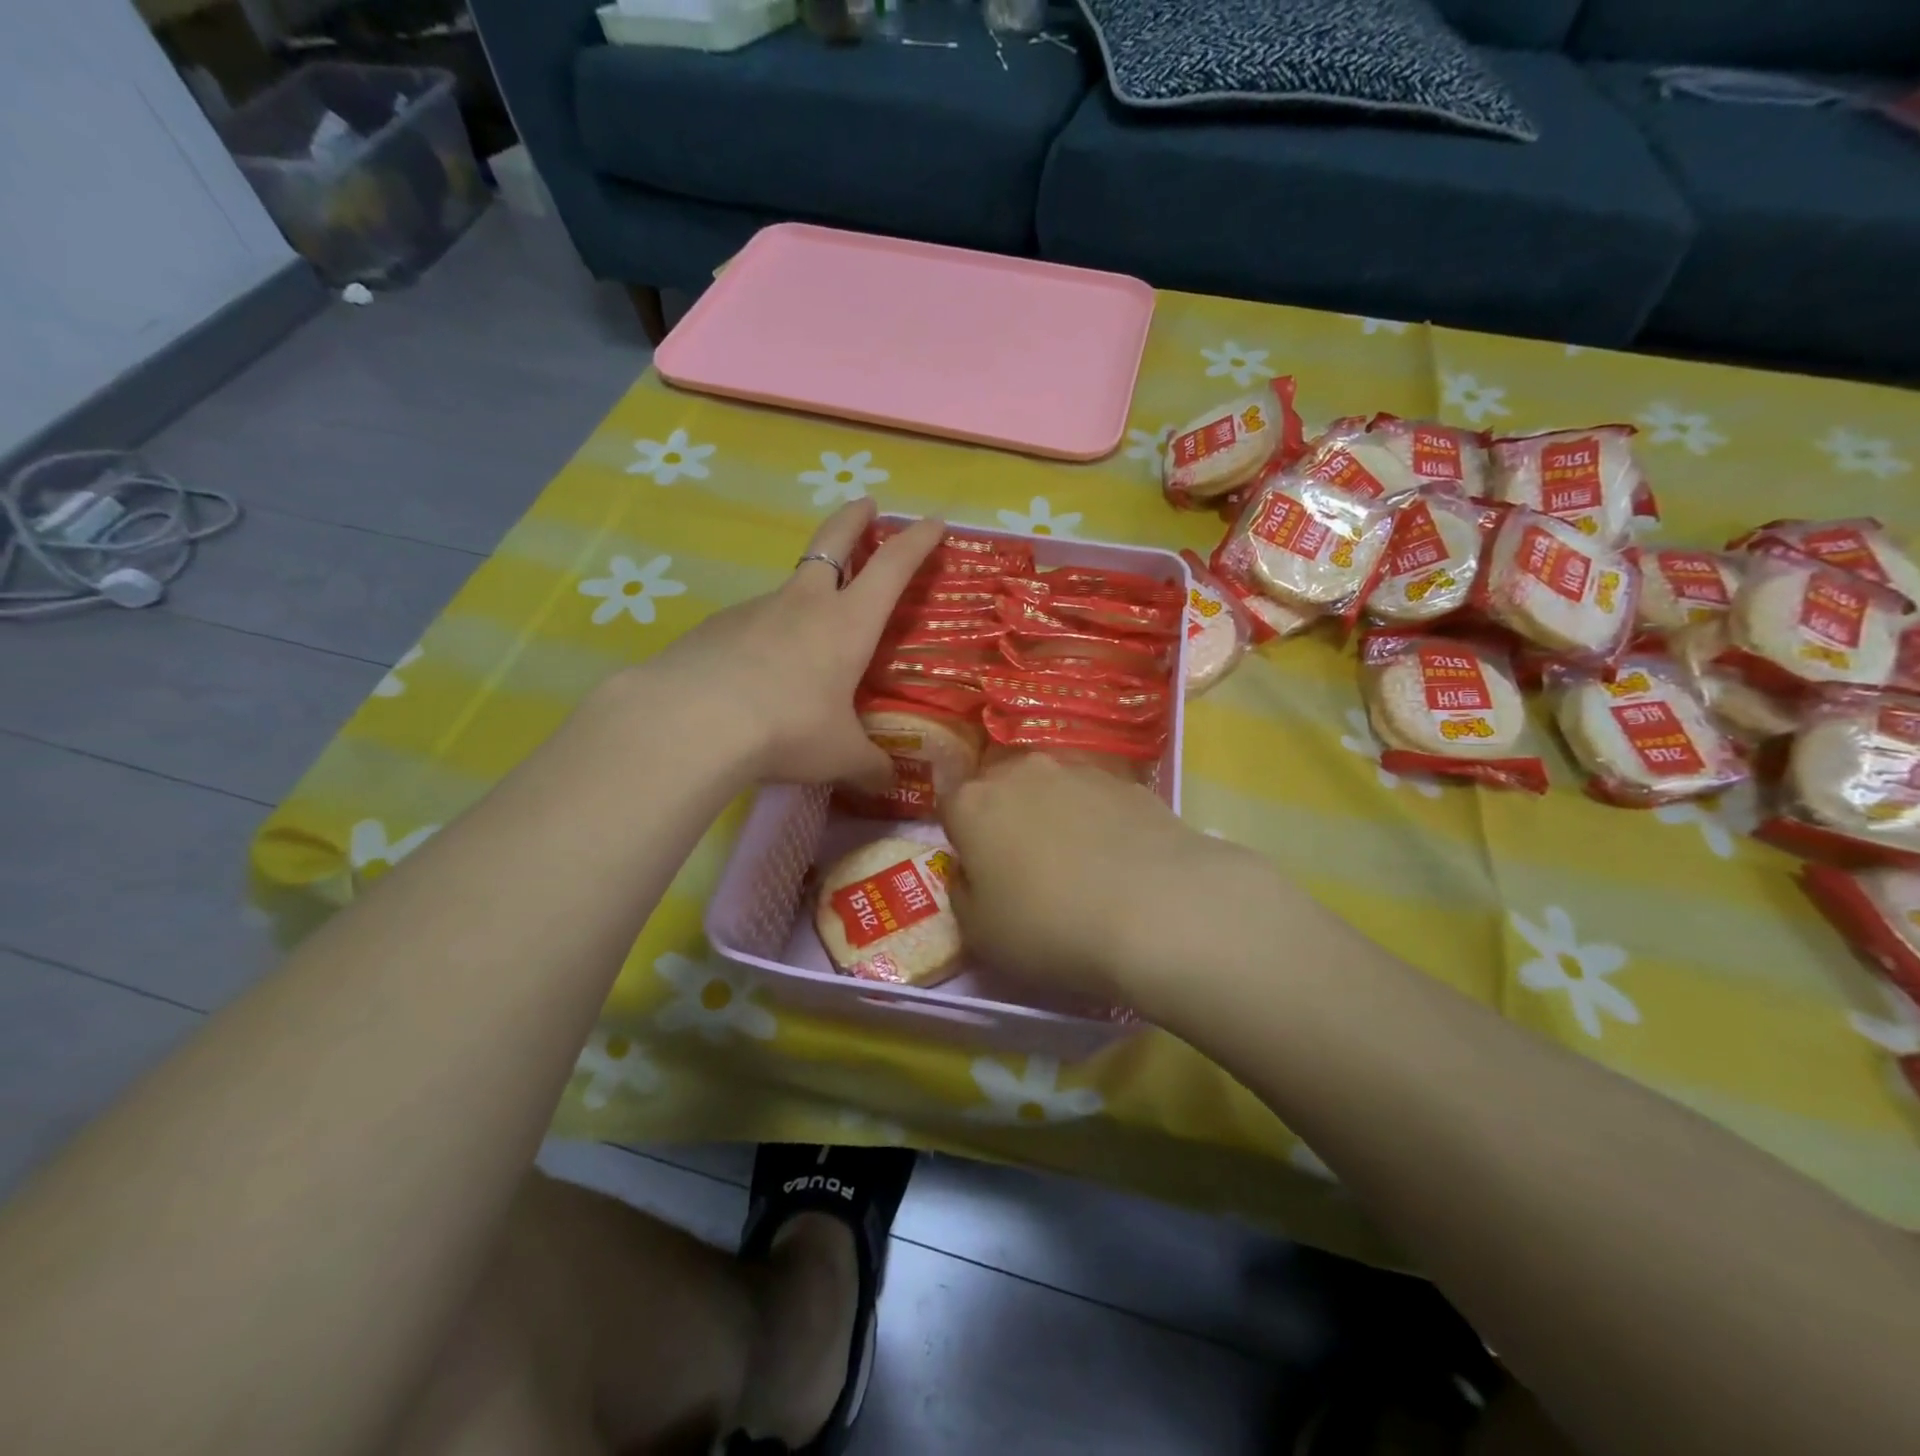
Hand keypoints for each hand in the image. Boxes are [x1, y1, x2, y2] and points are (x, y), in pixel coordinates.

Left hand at [635, 500, 942, 789]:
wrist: (691, 721)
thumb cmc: (787, 728)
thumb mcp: (840, 755)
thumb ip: (870, 766)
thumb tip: (890, 783)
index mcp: (848, 623)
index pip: (893, 566)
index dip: (917, 541)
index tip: (935, 522)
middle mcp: (804, 603)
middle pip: (833, 541)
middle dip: (854, 519)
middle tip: (867, 503)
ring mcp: (756, 609)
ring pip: (790, 586)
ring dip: (807, 592)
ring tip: (809, 636)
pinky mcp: (716, 627)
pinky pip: (753, 623)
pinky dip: (765, 635)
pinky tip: (757, 672)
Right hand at [942, 754, 1275, 1007]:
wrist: (1158, 909)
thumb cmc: (1051, 927)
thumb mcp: (982, 935)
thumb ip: (962, 895)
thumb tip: (969, 874)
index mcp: (974, 804)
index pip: (949, 805)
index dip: (961, 838)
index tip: (978, 870)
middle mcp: (1022, 772)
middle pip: (1001, 789)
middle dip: (1005, 819)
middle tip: (1024, 867)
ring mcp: (1078, 770)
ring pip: (1050, 788)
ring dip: (1052, 815)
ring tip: (1078, 864)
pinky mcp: (1127, 781)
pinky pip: (1095, 798)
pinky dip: (1097, 819)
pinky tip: (1118, 860)